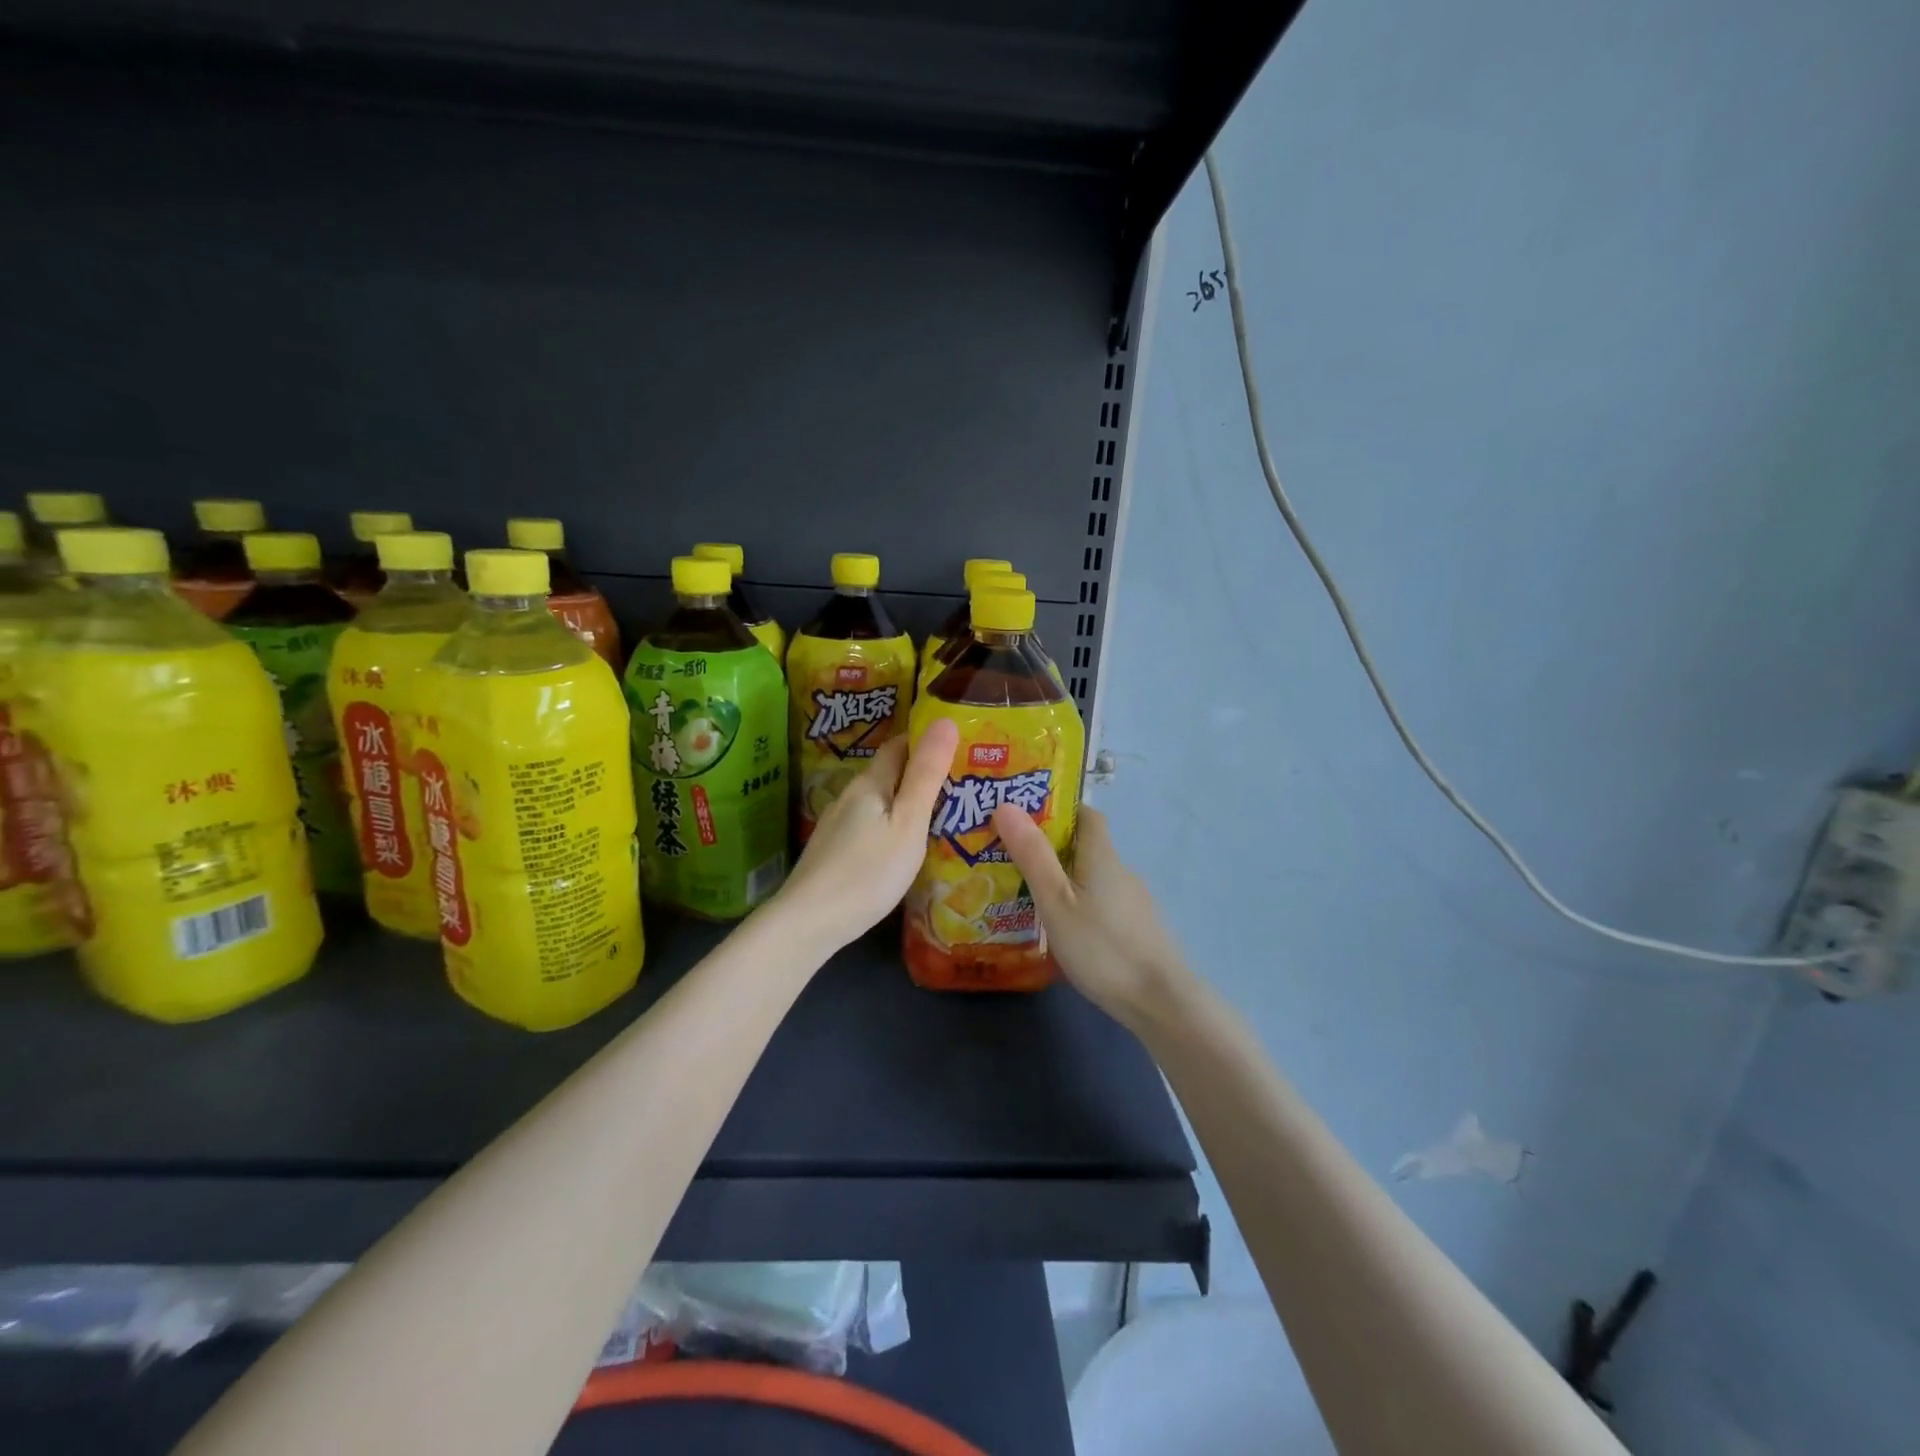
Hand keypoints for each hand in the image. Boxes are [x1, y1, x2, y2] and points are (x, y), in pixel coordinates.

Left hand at [774, 719, 958, 950]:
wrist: (810, 922)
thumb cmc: (868, 871)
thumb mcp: (908, 823)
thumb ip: (927, 774)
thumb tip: (945, 720)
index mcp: (870, 783)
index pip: (901, 745)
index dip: (928, 741)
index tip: (961, 747)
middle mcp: (850, 796)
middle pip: (889, 773)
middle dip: (921, 773)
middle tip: (962, 784)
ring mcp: (838, 825)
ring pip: (879, 802)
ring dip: (906, 802)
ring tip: (942, 815)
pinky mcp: (834, 851)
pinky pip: (870, 825)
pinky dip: (891, 826)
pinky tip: (904, 847)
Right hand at [990, 804, 1193, 1031]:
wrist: (1159, 1001)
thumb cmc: (1101, 946)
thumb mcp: (1056, 901)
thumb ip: (1032, 855)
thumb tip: (1006, 804)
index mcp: (1102, 856)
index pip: (1087, 815)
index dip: (1059, 810)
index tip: (1025, 818)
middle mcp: (1121, 872)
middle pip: (1086, 848)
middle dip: (1052, 849)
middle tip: (1012, 859)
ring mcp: (1133, 903)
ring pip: (1093, 879)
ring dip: (1065, 880)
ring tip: (1027, 896)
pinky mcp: (1137, 930)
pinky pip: (1102, 904)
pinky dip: (1080, 905)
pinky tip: (1062, 929)